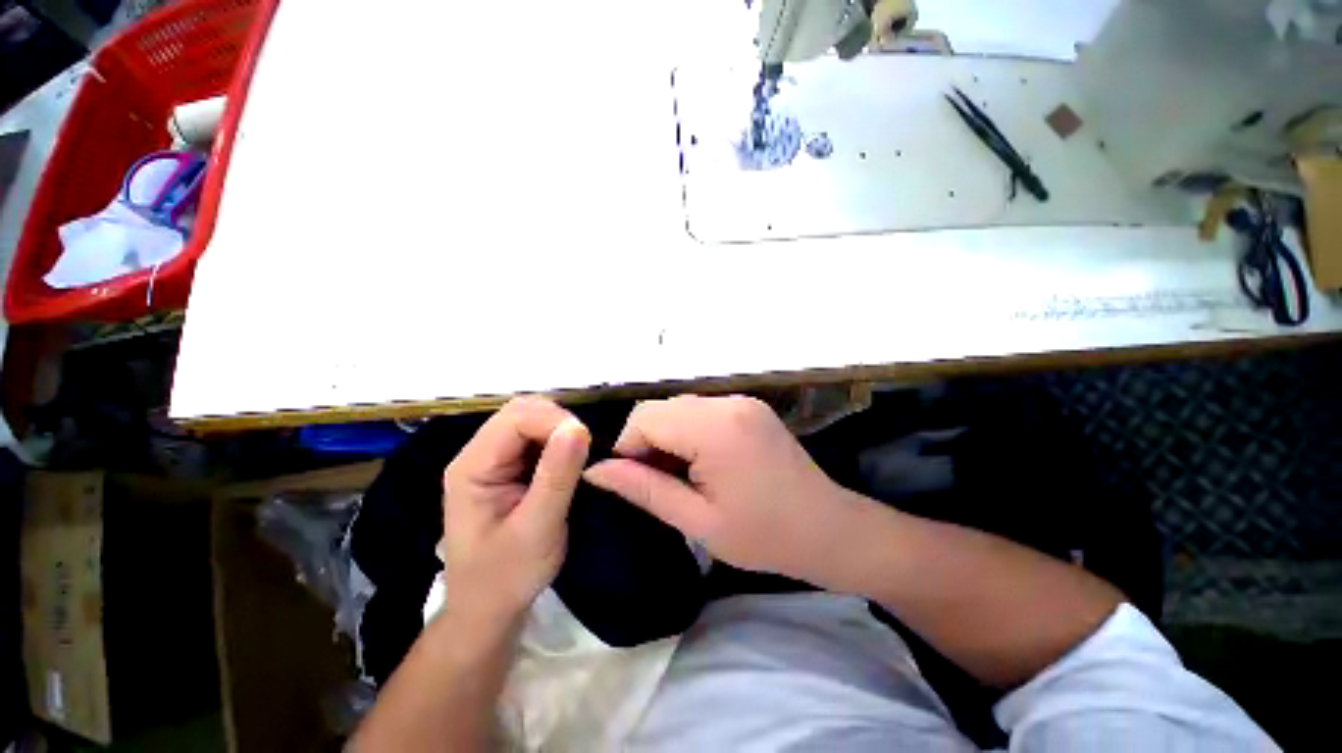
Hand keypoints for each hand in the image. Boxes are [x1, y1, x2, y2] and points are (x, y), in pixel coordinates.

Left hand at [439, 397, 590, 627]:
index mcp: (473, 467)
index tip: (586, 441)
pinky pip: (537, 438)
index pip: (516, 418)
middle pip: (522, 411)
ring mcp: (494, 459)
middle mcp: (479, 454)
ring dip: (561, 430)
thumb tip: (578, 426)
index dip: (554, 421)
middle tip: (585, 449)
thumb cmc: (507, 575)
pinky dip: (559, 441)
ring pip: (532, 420)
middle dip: (558, 421)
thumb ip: (556, 476)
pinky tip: (570, 461)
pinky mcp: (509, 467)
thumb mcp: (537, 528)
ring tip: (580, 457)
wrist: (488, 608)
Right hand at [583, 395, 865, 584]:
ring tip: (683, 477)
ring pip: (679, 408)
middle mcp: (727, 402)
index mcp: (715, 428)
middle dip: (647, 442)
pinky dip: (689, 432)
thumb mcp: (697, 521)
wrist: (829, 529)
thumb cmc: (764, 535)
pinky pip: (702, 410)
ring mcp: (742, 401)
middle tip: (662, 483)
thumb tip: (596, 470)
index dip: (629, 448)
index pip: (645, 417)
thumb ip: (643, 489)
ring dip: (668, 437)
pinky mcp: (749, 407)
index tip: (638, 483)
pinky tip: (703, 462)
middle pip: (661, 408)